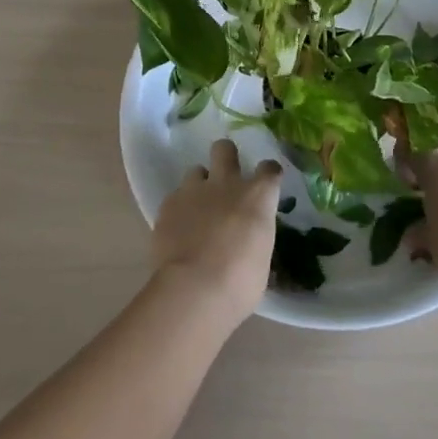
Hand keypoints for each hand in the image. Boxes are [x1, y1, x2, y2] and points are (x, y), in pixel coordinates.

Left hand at [152, 139, 281, 323]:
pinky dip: (179, 209)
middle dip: (226, 156)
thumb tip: (250, 241)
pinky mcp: (167, 205)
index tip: (267, 183)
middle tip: (226, 176)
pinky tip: (179, 229)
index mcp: (257, 197)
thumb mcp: (261, 259)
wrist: (194, 289)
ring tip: (198, 208)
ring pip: (196, 171)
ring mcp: (193, 191)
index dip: (268, 174)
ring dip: (199, 185)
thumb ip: (255, 237)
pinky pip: (175, 197)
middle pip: (224, 149)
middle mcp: (226, 184)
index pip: (269, 169)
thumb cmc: (240, 282)